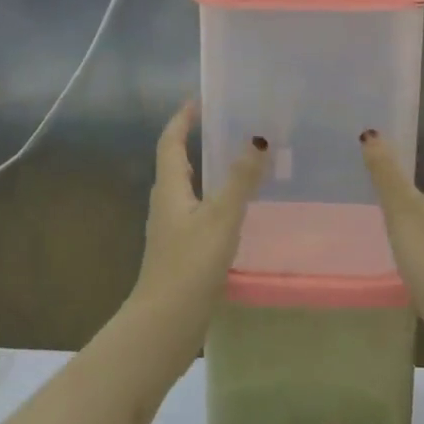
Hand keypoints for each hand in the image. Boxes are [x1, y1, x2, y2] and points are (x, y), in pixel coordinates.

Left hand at [130, 102, 268, 340]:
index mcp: (170, 189)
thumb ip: (240, 180)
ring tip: (234, 161)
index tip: (197, 99)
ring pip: (187, 189)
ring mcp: (171, 230)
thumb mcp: (220, 218)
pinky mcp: (180, 251)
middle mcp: (166, 204)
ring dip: (204, 170)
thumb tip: (258, 138)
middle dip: (194, 140)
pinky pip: (196, 212)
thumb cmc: (189, 265)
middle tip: (223, 125)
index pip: (171, 142)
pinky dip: (212, 199)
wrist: (165, 323)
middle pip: (176, 163)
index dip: (181, 119)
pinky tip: (234, 211)